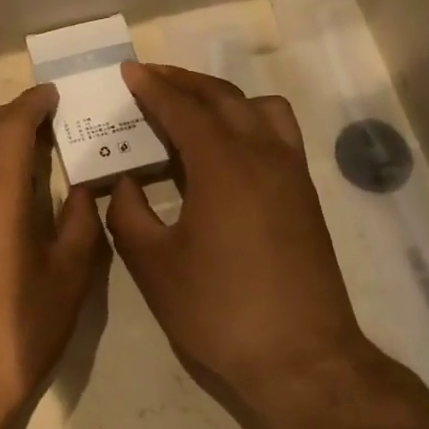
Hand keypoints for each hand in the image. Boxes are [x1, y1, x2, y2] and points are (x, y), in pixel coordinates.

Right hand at [107, 63, 401, 428]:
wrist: (299, 357)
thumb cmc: (217, 310)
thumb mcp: (153, 265)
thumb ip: (128, 213)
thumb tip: (123, 182)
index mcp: (223, 165)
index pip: (184, 109)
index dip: (153, 88)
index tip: (129, 72)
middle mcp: (264, 155)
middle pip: (223, 98)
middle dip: (184, 82)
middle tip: (151, 79)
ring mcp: (291, 174)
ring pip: (260, 109)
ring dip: (222, 98)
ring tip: (190, 111)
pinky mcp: (305, 197)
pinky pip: (277, 134)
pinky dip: (248, 122)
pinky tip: (224, 152)